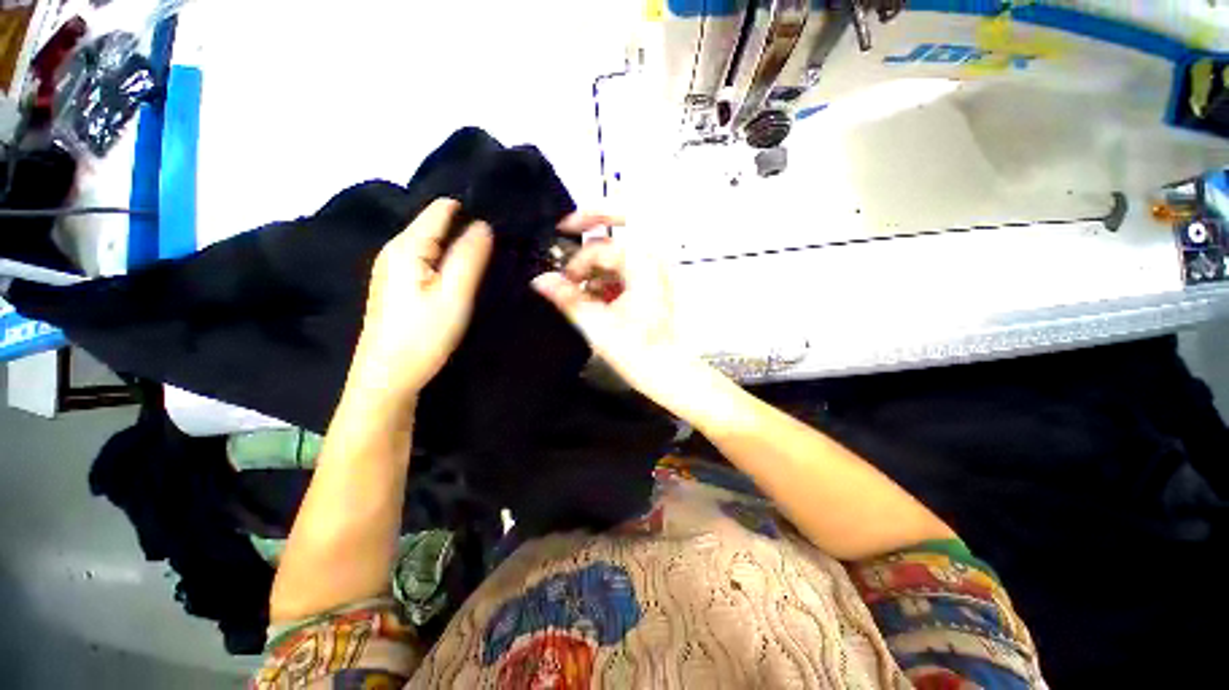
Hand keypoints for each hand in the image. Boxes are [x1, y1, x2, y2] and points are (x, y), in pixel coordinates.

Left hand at [353, 198, 492, 399]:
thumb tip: (484, 224)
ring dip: (459, 247)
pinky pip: (427, 259)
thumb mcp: (454, 295)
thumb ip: (469, 257)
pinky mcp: (397, 285)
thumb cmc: (423, 336)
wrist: (388, 377)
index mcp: (407, 246)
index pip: (442, 209)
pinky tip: (463, 275)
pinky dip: (447, 261)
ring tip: (488, 258)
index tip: (501, 223)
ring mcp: (393, 268)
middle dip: (467, 229)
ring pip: (433, 243)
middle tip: (500, 246)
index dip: (471, 210)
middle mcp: (395, 249)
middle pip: (436, 224)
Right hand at [532, 213, 682, 402]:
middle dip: (589, 231)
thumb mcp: (596, 324)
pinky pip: (629, 269)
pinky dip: (611, 277)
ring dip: (599, 262)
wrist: (668, 371)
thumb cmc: (637, 350)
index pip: (598, 249)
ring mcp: (658, 272)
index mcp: (641, 263)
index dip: (575, 264)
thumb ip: (567, 298)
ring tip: (583, 286)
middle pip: (616, 231)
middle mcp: (653, 260)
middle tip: (567, 228)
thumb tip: (540, 280)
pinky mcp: (657, 285)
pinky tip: (600, 296)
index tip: (563, 282)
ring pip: (622, 252)